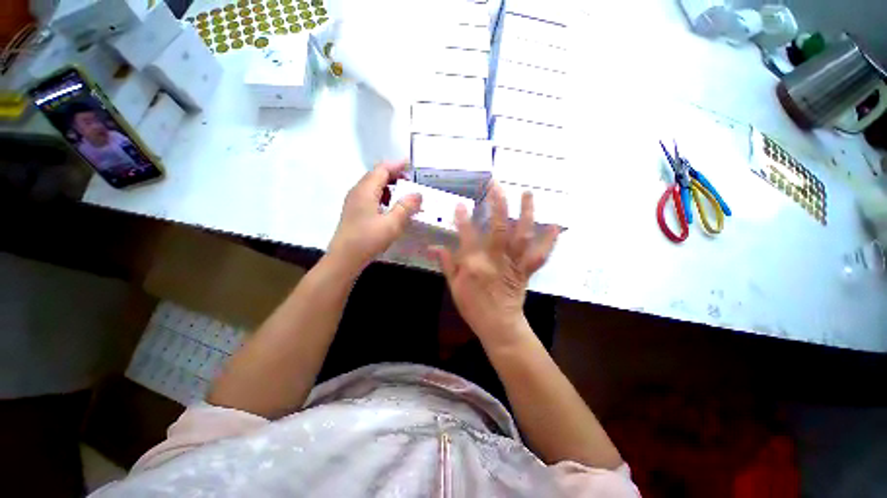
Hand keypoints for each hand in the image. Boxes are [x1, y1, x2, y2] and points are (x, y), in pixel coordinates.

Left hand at [327, 161, 420, 273]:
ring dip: (389, 186)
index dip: (397, 165)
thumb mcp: (392, 224)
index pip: (382, 169)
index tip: (411, 164)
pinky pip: (370, 196)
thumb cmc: (368, 240)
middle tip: (411, 182)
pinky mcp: (354, 211)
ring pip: (373, 186)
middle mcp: (358, 191)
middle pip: (376, 175)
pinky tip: (391, 208)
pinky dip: (383, 196)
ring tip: (403, 194)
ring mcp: (354, 201)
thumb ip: (406, 207)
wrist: (344, 259)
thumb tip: (418, 193)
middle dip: (394, 175)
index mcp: (366, 190)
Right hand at [430, 183, 558, 347]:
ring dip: (526, 213)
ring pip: (521, 236)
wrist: (498, 325)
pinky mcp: (526, 270)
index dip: (463, 218)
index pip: (466, 236)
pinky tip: (554, 226)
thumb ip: (446, 263)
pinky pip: (539, 255)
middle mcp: (496, 260)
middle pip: (498, 229)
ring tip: (527, 193)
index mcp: (474, 265)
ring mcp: (514, 264)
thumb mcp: (454, 286)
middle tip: (497, 185)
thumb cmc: (473, 306)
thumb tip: (432, 247)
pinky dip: (548, 241)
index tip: (461, 203)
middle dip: (498, 205)